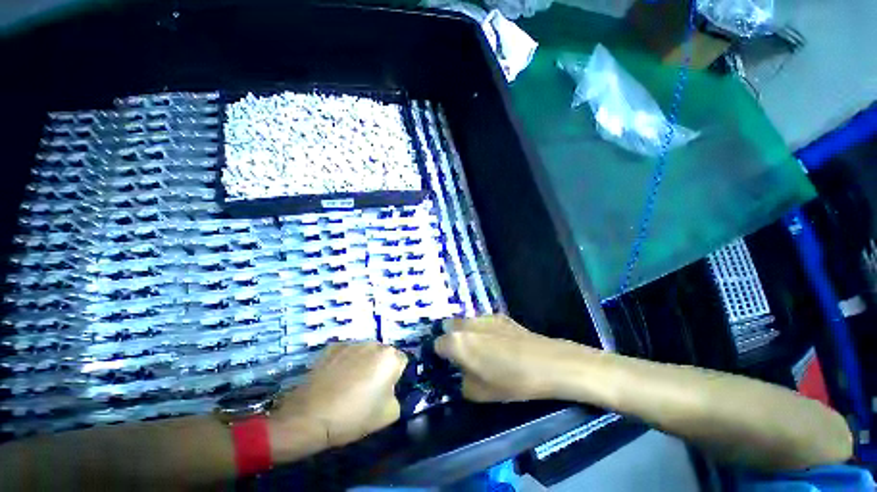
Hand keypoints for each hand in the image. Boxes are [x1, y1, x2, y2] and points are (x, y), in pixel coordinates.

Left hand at [275, 342, 406, 447]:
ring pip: (365, 352)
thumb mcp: (389, 414)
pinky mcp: (333, 347)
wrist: (311, 416)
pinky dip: (345, 362)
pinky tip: (335, 379)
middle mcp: (374, 344)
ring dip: (363, 363)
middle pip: (383, 354)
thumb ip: (397, 396)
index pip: (402, 362)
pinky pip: (347, 353)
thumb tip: (389, 390)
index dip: (395, 377)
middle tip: (368, 388)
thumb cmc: (354, 415)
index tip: (385, 390)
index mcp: (390, 357)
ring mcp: (352, 343)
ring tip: (349, 384)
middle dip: (379, 367)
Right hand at [435, 315, 595, 401]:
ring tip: (482, 348)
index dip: (440, 355)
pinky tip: (499, 343)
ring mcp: (484, 317)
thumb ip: (462, 382)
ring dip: (466, 332)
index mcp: (458, 342)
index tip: (448, 364)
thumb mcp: (479, 393)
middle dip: (451, 338)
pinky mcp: (500, 315)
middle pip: (449, 326)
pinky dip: (483, 329)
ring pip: (466, 322)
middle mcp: (467, 324)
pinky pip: (483, 321)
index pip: (437, 344)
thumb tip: (461, 374)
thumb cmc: (510, 381)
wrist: (546, 363)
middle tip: (462, 355)